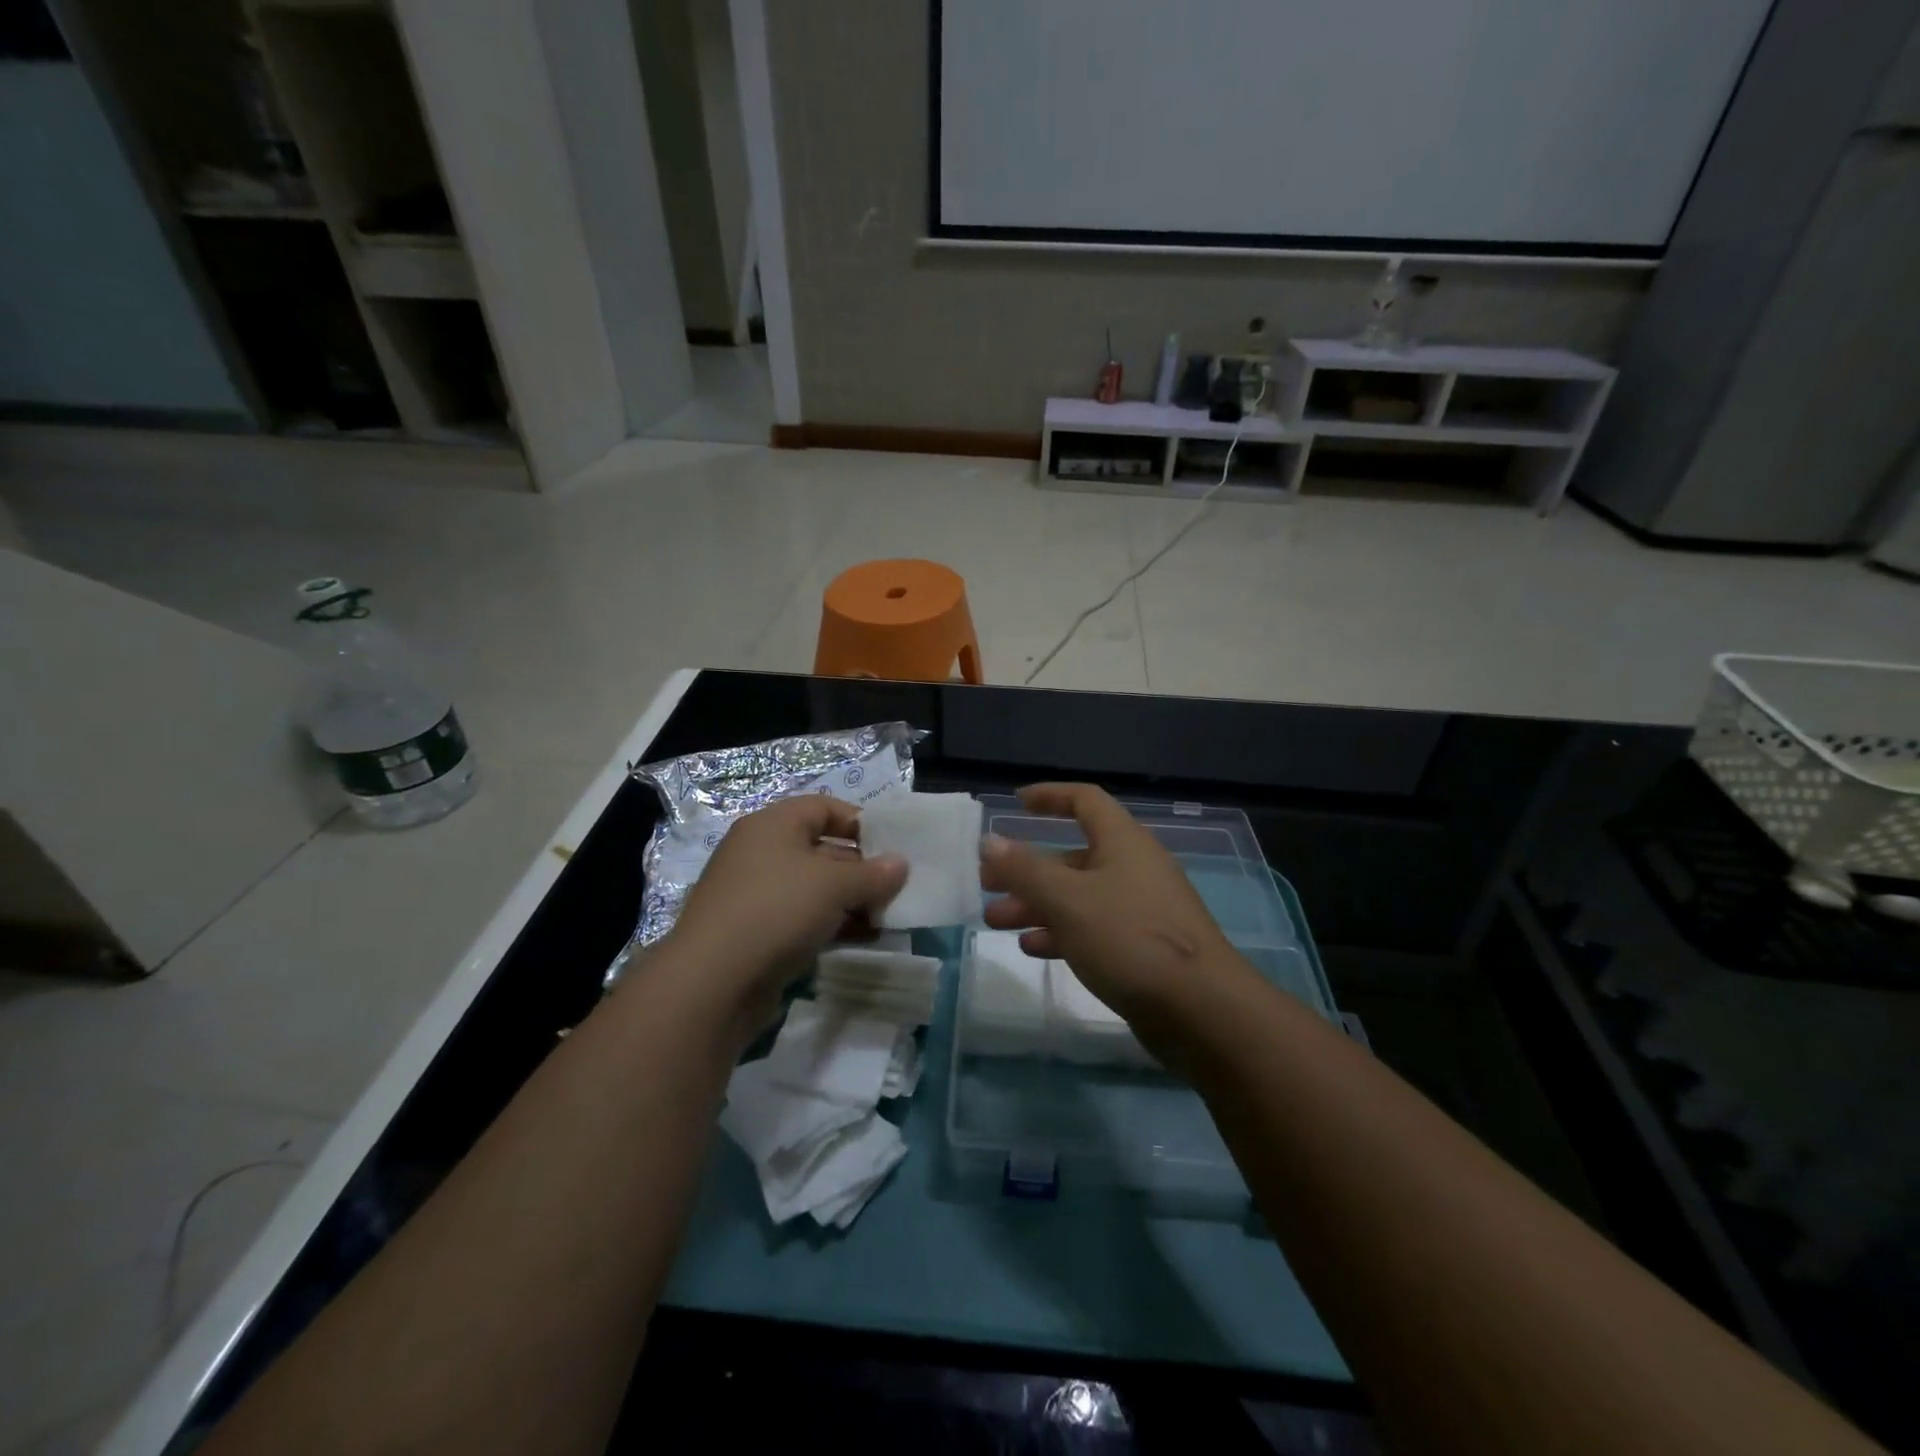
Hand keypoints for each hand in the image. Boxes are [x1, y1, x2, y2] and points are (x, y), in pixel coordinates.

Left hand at [660, 797, 906, 1032]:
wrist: (713, 982)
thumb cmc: (777, 909)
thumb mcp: (834, 885)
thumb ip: (873, 873)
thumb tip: (900, 864)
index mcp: (773, 825)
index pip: (823, 807)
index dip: (860, 821)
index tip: (892, 845)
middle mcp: (761, 852)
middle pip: (822, 848)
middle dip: (861, 868)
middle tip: (896, 888)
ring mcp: (755, 893)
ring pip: (814, 887)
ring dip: (851, 900)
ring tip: (886, 917)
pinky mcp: (755, 931)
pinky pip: (802, 917)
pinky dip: (831, 923)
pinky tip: (862, 938)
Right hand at [979, 784, 1250, 1055]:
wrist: (1202, 1010)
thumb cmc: (1130, 938)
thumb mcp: (1068, 900)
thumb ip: (1025, 870)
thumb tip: (989, 841)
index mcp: (1123, 842)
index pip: (1085, 801)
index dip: (1050, 796)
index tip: (1016, 803)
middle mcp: (1133, 868)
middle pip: (1073, 855)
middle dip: (1028, 868)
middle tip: (987, 883)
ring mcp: (1140, 909)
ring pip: (1078, 895)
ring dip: (1037, 904)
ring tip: (996, 921)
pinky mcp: (1142, 947)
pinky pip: (1093, 928)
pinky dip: (1061, 932)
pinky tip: (1032, 947)